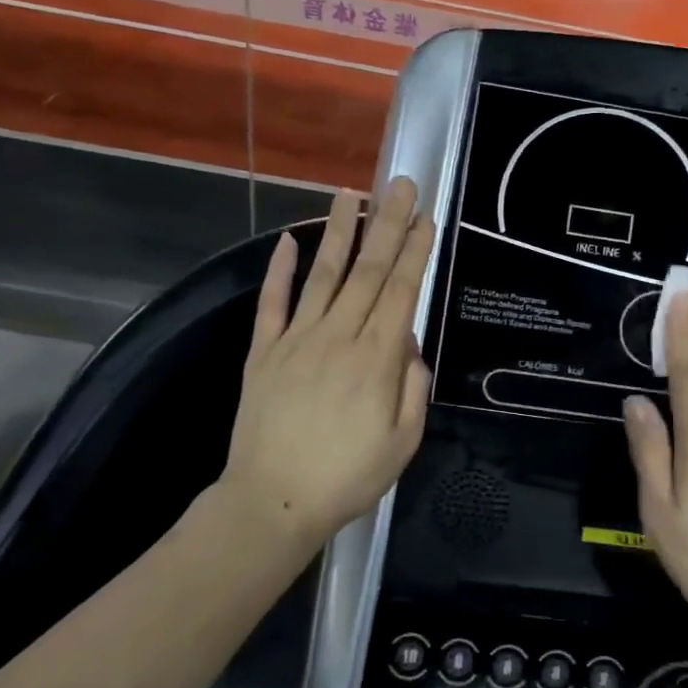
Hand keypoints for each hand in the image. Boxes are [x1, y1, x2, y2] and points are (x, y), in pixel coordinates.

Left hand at [221, 180, 433, 551]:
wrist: (271, 503)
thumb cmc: (347, 478)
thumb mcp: (403, 444)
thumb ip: (413, 388)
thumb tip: (410, 345)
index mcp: (376, 360)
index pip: (400, 292)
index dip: (414, 251)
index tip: (424, 218)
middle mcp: (338, 337)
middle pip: (367, 271)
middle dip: (387, 224)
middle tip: (399, 185)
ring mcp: (296, 340)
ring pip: (323, 274)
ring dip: (338, 231)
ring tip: (350, 193)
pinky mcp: (262, 352)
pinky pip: (272, 303)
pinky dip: (279, 270)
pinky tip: (287, 241)